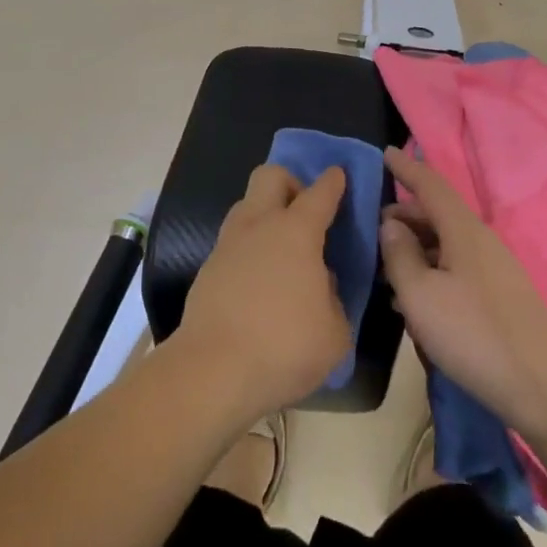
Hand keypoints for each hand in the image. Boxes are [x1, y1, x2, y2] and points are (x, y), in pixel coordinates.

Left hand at [172, 164, 352, 424]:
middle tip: (303, 213)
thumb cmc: (284, 346)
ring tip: (281, 251)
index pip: (320, 192)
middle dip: (290, 183)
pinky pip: (233, 242)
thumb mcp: (335, 333)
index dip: (333, 181)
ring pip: (246, 206)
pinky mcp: (207, 268)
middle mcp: (260, 224)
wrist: (212, 371)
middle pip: (270, 176)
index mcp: (297, 231)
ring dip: (265, 215)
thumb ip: (333, 299)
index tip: (338, 175)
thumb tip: (321, 283)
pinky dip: (249, 250)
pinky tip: (259, 282)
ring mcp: (229, 244)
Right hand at [379, 147, 546, 440]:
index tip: (385, 154)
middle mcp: (479, 240)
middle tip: (372, 230)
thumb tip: (390, 225)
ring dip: (414, 250)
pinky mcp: (498, 298)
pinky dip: (430, 273)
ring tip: (384, 269)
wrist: (546, 388)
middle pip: (436, 215)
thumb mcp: (421, 295)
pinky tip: (413, 302)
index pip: (430, 184)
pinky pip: (455, 270)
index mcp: (462, 229)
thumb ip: (399, 256)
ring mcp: (493, 270)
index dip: (406, 168)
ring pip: (445, 245)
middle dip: (403, 216)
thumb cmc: (475, 334)